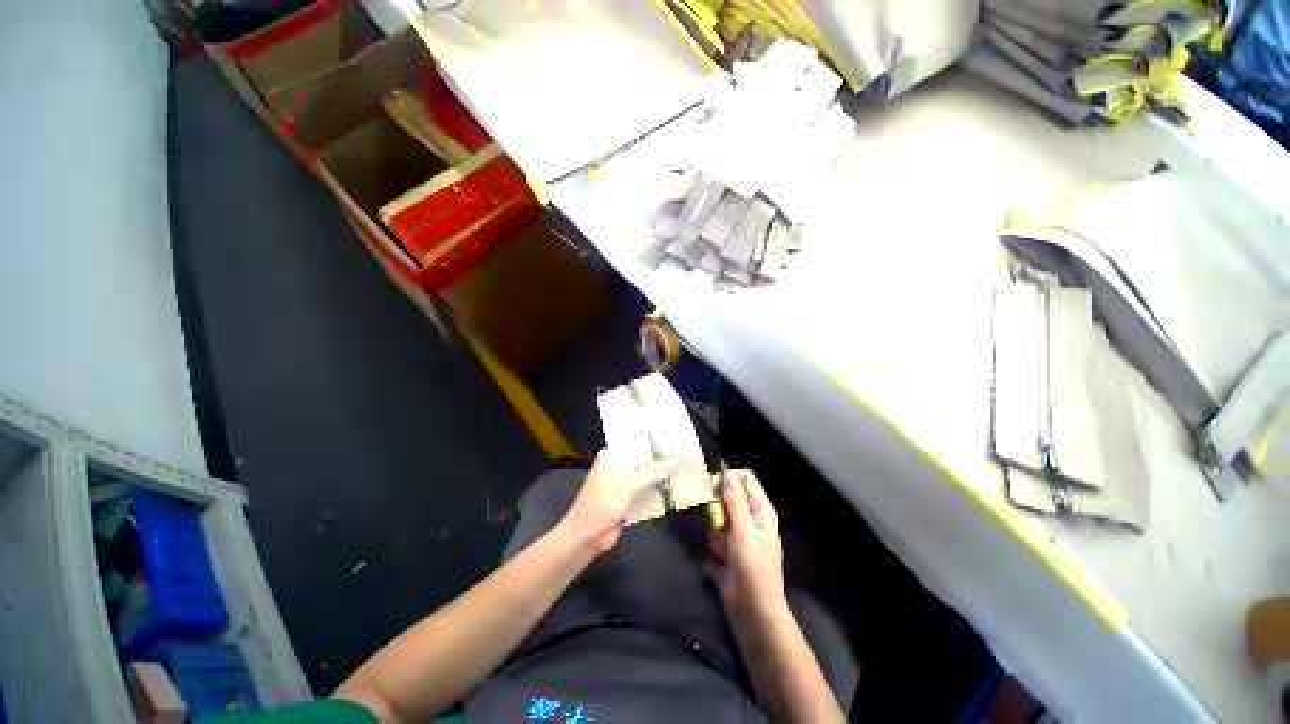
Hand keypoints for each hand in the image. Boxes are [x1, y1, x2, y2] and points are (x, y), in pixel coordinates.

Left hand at [560, 449, 681, 554]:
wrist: (586, 538)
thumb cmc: (601, 505)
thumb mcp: (628, 485)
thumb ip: (653, 472)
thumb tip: (679, 459)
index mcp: (612, 455)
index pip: (637, 440)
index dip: (656, 439)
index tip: (677, 436)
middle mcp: (618, 465)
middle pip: (644, 458)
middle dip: (662, 457)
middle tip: (687, 452)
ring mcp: (624, 482)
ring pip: (647, 474)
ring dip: (663, 474)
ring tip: (687, 466)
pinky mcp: (629, 498)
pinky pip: (647, 489)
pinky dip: (659, 488)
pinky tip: (677, 485)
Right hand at [711, 469, 784, 615]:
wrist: (754, 612)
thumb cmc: (753, 569)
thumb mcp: (743, 531)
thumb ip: (735, 501)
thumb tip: (727, 473)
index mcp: (761, 509)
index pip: (746, 478)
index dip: (729, 479)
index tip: (714, 490)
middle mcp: (751, 517)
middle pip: (730, 495)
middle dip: (719, 507)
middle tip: (717, 521)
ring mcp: (740, 533)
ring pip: (720, 514)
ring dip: (716, 528)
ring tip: (721, 546)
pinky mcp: (730, 547)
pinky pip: (717, 533)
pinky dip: (715, 542)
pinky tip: (718, 556)